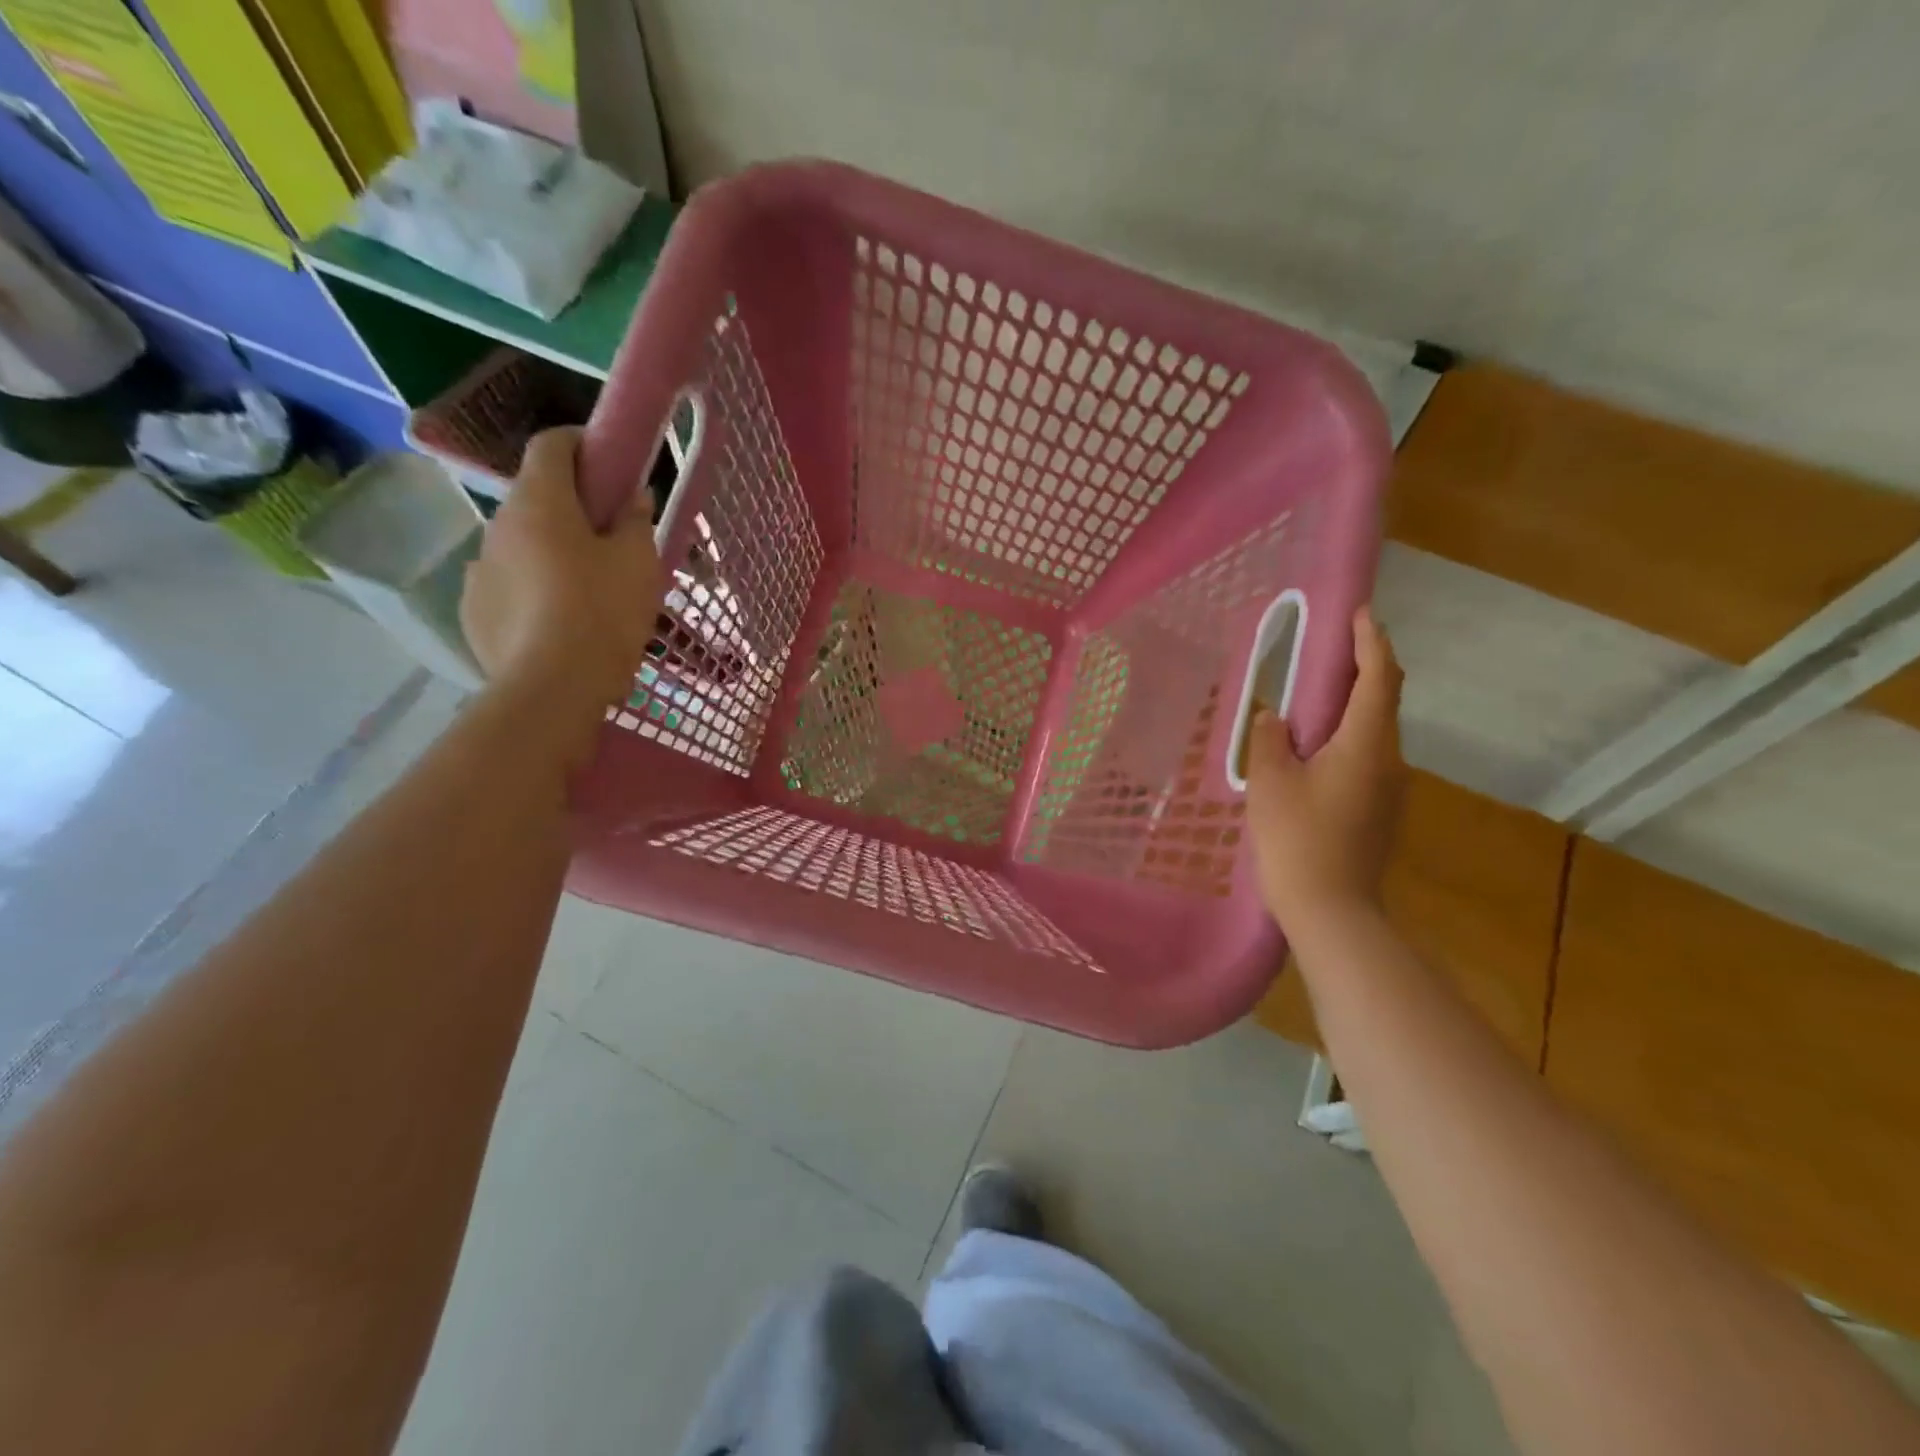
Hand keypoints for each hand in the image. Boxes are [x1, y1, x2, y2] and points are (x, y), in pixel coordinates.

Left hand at [460, 427, 661, 716]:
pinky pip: (507, 586)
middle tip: (610, 543)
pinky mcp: (474, 610)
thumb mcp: (639, 564)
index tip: (610, 464)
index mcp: (540, 503)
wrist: (553, 688)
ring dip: (550, 553)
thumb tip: (633, 497)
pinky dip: (530, 591)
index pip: (551, 445)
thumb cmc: (604, 614)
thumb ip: (636, 522)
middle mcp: (499, 525)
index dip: (582, 444)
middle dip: (571, 510)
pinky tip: (556, 623)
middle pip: (536, 499)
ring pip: (521, 546)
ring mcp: (480, 569)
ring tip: (585, 594)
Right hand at [1246, 606, 1406, 927]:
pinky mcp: (1381, 812)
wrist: (1332, 910)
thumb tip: (1275, 717)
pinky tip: (1315, 751)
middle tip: (1331, 650)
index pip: (1378, 678)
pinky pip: (1366, 759)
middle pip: (1383, 702)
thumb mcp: (1271, 782)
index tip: (1362, 614)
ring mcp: (1390, 790)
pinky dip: (1346, 738)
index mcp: (1366, 744)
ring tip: (1314, 698)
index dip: (1371, 642)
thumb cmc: (1298, 838)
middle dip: (1363, 669)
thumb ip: (1270, 739)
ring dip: (1351, 707)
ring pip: (1374, 733)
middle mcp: (1390, 760)